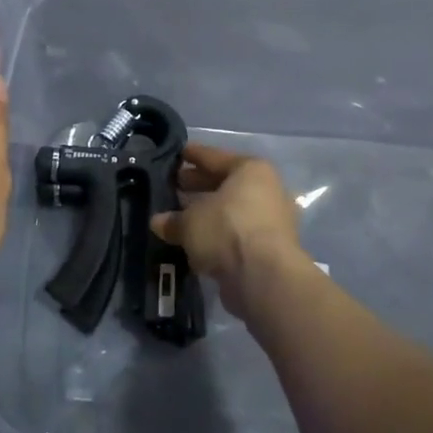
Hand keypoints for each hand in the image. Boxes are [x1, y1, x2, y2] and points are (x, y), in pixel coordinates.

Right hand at [150, 143, 306, 323]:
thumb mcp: (189, 222)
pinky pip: (238, 233)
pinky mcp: (272, 249)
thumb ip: (172, 220)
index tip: (176, 154)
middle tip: (175, 186)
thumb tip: (159, 221)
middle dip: (199, 186)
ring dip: (209, 214)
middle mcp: (267, 190)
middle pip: (226, 183)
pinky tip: (199, 241)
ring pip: (233, 210)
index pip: (214, 157)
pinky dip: (220, 235)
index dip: (192, 155)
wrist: (264, 278)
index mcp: (251, 170)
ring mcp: (273, 220)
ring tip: (182, 216)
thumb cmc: (226, 231)